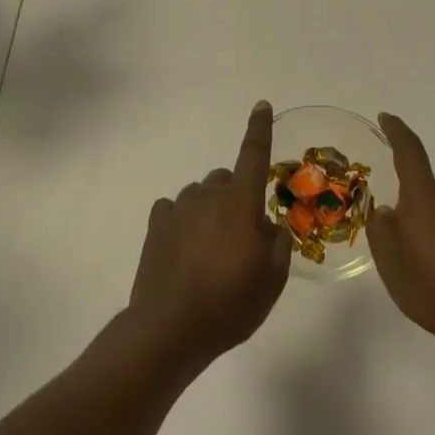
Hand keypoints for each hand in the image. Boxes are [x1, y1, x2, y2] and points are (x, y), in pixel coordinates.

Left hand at [127, 101, 292, 371]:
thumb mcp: (273, 279)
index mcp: (241, 204)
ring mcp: (179, 209)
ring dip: (209, 209)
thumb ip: (277, 243)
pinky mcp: (156, 225)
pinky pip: (174, 209)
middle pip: (226, 178)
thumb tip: (268, 226)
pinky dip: (183, 220)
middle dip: (236, 195)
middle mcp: (209, 196)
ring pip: (200, 194)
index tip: (261, 105)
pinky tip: (184, 248)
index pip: (254, 155)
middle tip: (241, 234)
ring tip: (211, 248)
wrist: (171, 328)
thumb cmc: (231, 304)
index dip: (260, 129)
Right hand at [368, 112, 434, 355]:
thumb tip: (387, 211)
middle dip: (412, 211)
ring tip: (428, 269)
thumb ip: (383, 232)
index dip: (397, 132)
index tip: (387, 117)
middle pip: (426, 193)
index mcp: (426, 198)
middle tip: (401, 246)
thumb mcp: (392, 265)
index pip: (410, 153)